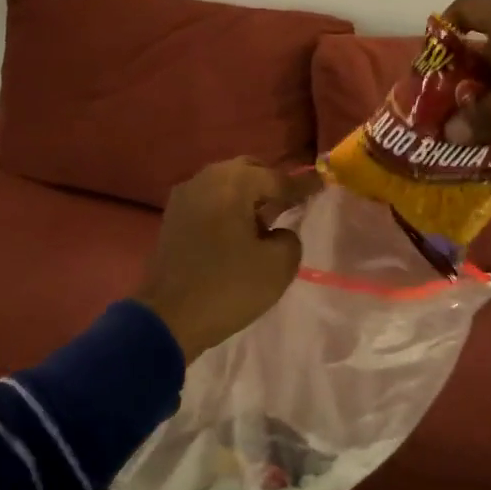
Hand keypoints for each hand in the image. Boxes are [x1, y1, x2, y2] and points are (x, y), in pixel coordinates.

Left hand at [134, 159, 322, 362]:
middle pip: (249, 171)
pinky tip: (239, 231)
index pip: (278, 178)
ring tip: (265, 221)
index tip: (323, 186)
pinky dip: (228, 208)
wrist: (167, 317)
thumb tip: (278, 233)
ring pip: (226, 184)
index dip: (303, 186)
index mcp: (234, 183)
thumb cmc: (228, 287)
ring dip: (247, 196)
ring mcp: (185, 195)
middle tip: (291, 204)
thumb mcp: (278, 266)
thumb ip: (290, 239)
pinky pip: (210, 200)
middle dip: (271, 184)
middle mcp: (207, 178)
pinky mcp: (173, 216)